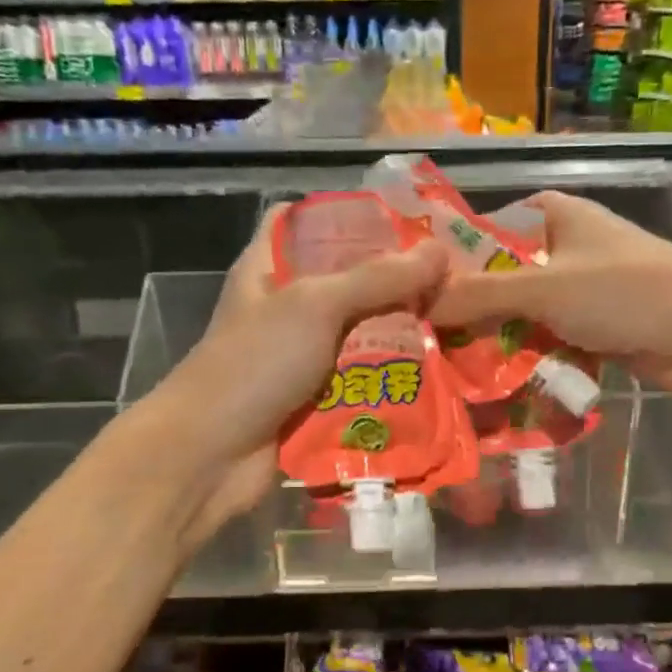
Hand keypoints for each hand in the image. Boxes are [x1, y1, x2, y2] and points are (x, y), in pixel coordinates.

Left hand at [129, 207, 447, 544]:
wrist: (211, 456)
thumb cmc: (254, 364)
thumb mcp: (314, 306)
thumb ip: (376, 278)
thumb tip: (439, 253)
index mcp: (270, 269)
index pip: (304, 222)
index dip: (349, 215)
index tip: (404, 219)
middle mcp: (287, 308)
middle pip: (346, 282)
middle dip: (395, 281)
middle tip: (453, 275)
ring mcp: (301, 356)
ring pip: (361, 334)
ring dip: (402, 332)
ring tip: (460, 320)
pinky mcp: (317, 399)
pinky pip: (363, 379)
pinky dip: (393, 376)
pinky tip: (439, 370)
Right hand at [429, 191, 671, 399]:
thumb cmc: (623, 291)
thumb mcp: (543, 288)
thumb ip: (480, 295)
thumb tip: (421, 305)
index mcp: (559, 216)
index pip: (493, 224)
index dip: (458, 248)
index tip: (422, 280)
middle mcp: (570, 248)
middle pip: (506, 273)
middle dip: (472, 302)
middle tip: (426, 331)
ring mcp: (585, 291)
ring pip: (526, 311)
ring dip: (498, 334)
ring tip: (448, 359)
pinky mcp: (598, 328)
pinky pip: (549, 338)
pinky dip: (528, 354)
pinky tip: (492, 378)